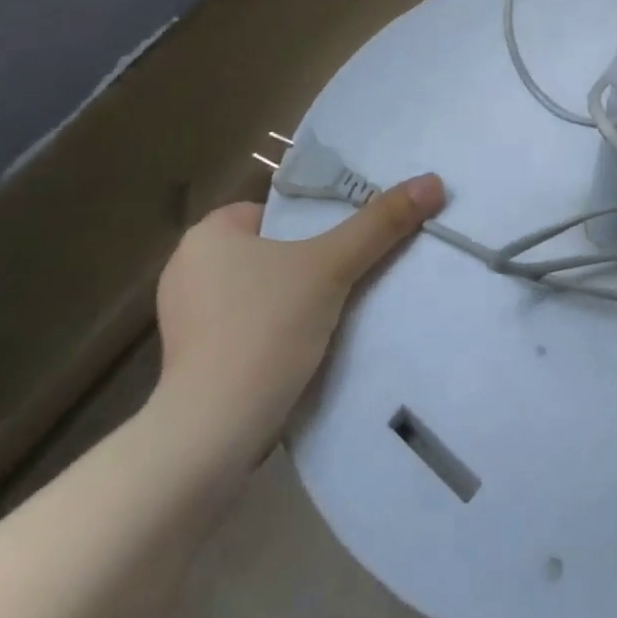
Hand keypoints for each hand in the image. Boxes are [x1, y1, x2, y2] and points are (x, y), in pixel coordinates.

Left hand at [151, 177, 444, 472]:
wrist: (211, 435)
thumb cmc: (264, 330)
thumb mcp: (332, 267)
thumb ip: (381, 223)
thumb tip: (433, 181)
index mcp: (208, 236)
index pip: (275, 212)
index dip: (315, 224)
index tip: (349, 244)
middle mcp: (187, 270)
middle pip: (272, 250)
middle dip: (308, 263)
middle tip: (351, 275)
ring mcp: (184, 320)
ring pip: (259, 292)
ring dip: (293, 300)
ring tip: (337, 312)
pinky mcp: (190, 363)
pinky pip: (246, 328)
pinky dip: (274, 332)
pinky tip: (303, 348)